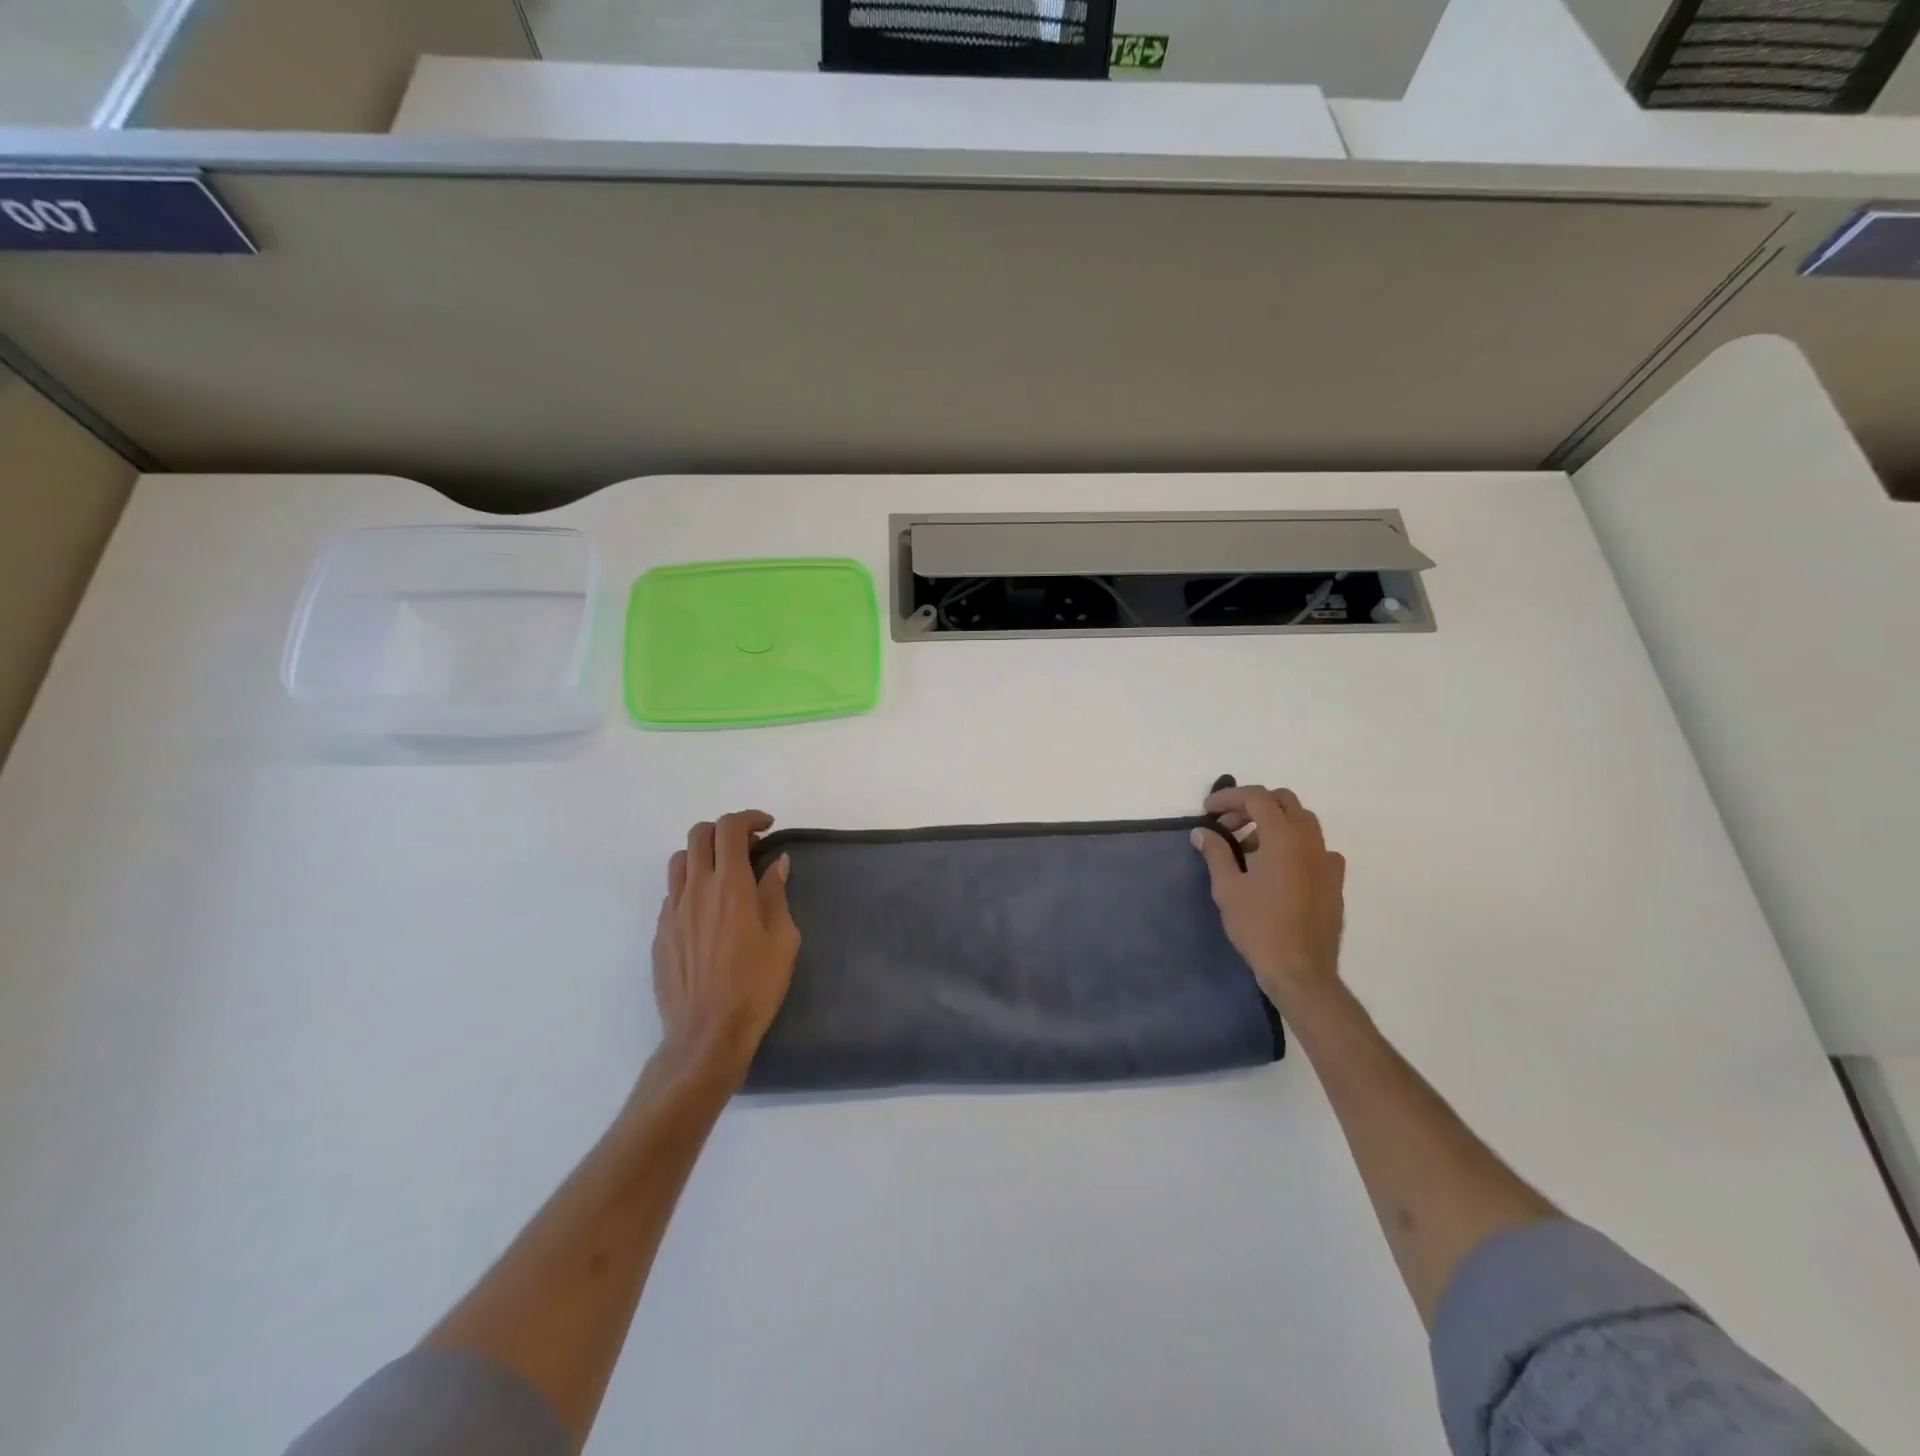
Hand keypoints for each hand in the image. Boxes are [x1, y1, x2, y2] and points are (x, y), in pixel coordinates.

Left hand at [652, 810, 800, 1080]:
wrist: (707, 1034)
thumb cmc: (755, 986)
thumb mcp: (783, 939)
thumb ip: (776, 894)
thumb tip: (777, 863)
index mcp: (730, 886)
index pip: (729, 829)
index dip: (748, 818)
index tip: (767, 828)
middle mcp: (696, 889)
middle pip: (699, 835)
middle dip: (725, 830)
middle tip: (748, 847)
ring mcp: (672, 911)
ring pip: (679, 861)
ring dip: (703, 855)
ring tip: (724, 874)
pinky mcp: (660, 933)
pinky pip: (672, 893)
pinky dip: (691, 886)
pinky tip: (708, 911)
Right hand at [1192, 785, 1345, 1013]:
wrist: (1300, 970)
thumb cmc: (1259, 926)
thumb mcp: (1227, 888)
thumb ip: (1216, 853)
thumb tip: (1202, 832)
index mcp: (1283, 837)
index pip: (1257, 797)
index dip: (1229, 797)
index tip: (1207, 810)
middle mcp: (1310, 841)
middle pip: (1284, 802)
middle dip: (1253, 805)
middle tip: (1228, 825)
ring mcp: (1327, 860)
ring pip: (1302, 822)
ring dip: (1273, 823)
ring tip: (1248, 847)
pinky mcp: (1334, 881)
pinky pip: (1315, 848)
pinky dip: (1293, 845)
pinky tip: (1278, 868)